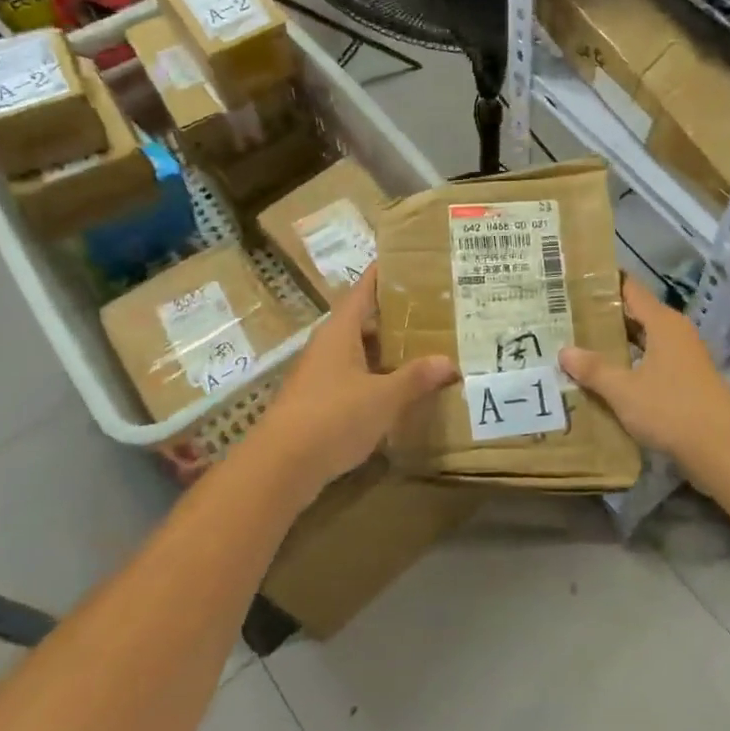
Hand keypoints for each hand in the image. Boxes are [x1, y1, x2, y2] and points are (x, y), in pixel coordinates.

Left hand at [253, 265, 456, 495]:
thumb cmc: (333, 418)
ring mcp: (320, 374)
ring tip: (425, 347)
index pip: (364, 289)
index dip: (385, 274)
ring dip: (387, 350)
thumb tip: (449, 361)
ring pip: (359, 351)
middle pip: (363, 320)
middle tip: (434, 310)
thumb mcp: (383, 397)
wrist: (280, 467)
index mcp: (340, 331)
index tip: (412, 263)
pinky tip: (399, 389)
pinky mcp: (318, 401)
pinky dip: (376, 377)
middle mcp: (327, 345)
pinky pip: (354, 377)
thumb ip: (416, 378)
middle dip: (395, 315)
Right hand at [560, 276, 729, 475]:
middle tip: (567, 316)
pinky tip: (609, 376)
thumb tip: (564, 351)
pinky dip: (631, 363)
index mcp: (662, 322)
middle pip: (636, 314)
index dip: (604, 283)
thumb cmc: (671, 409)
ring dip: (617, 343)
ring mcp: (684, 356)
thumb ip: (594, 369)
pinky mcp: (687, 380)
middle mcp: (676, 332)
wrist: (722, 449)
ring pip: (644, 340)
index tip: (575, 281)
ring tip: (580, 345)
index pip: (630, 289)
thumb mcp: (624, 390)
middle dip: (604, 316)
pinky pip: (652, 361)